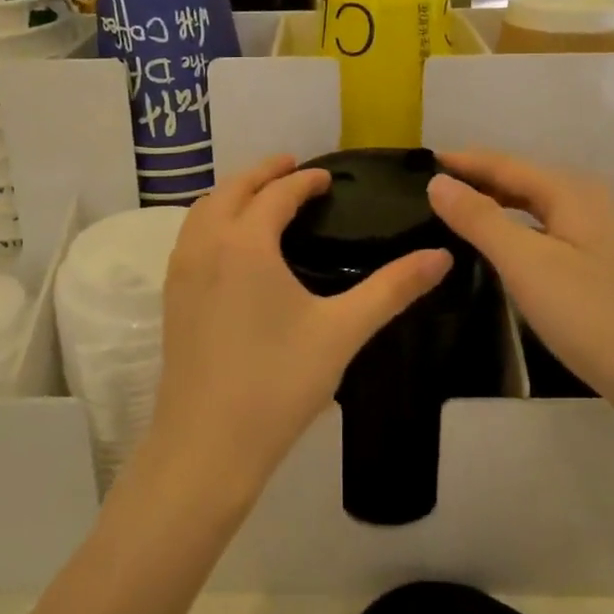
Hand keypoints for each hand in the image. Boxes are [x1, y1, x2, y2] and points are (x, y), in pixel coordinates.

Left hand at [147, 155, 451, 505]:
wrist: (207, 445)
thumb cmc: (278, 384)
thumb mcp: (342, 332)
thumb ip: (392, 289)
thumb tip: (441, 256)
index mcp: (245, 244)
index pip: (277, 194)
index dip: (304, 181)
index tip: (328, 178)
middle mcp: (206, 245)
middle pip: (232, 190)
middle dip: (262, 173)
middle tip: (292, 167)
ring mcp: (181, 271)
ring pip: (203, 211)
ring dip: (232, 194)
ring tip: (261, 196)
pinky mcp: (171, 298)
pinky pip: (190, 237)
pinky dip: (212, 220)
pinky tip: (231, 244)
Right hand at [426, 149, 613, 421]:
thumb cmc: (590, 314)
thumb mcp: (525, 263)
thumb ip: (479, 219)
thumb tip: (437, 182)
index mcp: (570, 191)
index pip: (504, 163)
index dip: (462, 161)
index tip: (419, 162)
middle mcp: (586, 201)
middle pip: (520, 180)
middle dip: (476, 179)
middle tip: (428, 189)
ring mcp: (596, 233)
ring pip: (533, 207)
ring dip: (494, 204)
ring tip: (452, 212)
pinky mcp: (598, 263)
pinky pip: (544, 230)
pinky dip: (514, 229)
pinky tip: (497, 247)